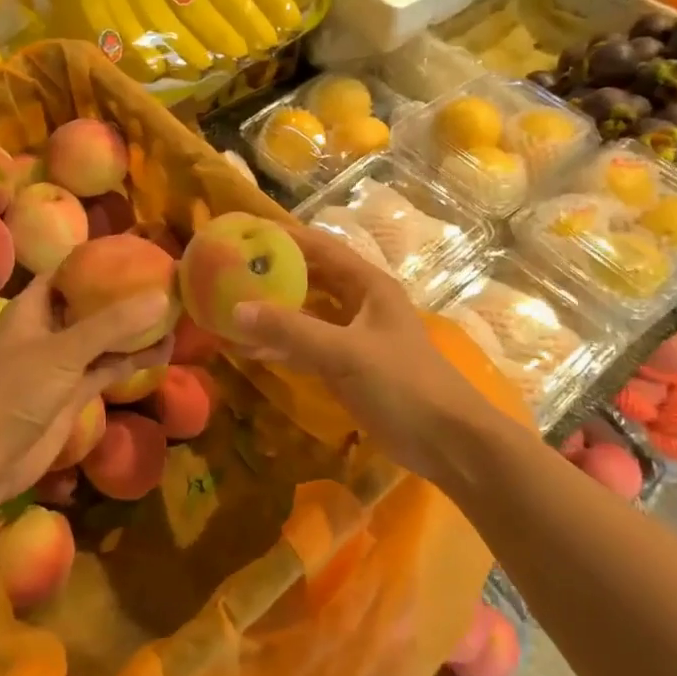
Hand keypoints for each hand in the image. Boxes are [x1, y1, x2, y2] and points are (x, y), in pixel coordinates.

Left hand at [0, 275, 172, 513]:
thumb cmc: (14, 391)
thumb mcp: (64, 350)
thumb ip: (112, 324)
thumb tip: (161, 298)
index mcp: (32, 308)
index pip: (67, 274)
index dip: (97, 262)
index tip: (136, 253)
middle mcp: (48, 330)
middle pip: (90, 304)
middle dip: (123, 296)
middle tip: (164, 282)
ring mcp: (62, 363)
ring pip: (103, 339)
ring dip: (133, 330)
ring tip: (173, 314)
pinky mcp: (74, 392)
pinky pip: (108, 368)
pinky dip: (132, 361)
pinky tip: (163, 352)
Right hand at [229, 225, 493, 483]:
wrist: (446, 441)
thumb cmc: (403, 384)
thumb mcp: (345, 352)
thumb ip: (292, 330)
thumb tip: (236, 309)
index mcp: (369, 286)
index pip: (321, 248)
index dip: (285, 237)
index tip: (245, 233)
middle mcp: (361, 304)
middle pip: (311, 279)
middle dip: (274, 274)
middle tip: (230, 271)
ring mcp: (355, 338)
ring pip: (307, 315)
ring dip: (274, 312)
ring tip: (230, 306)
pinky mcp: (349, 369)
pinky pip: (308, 348)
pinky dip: (282, 346)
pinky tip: (250, 349)